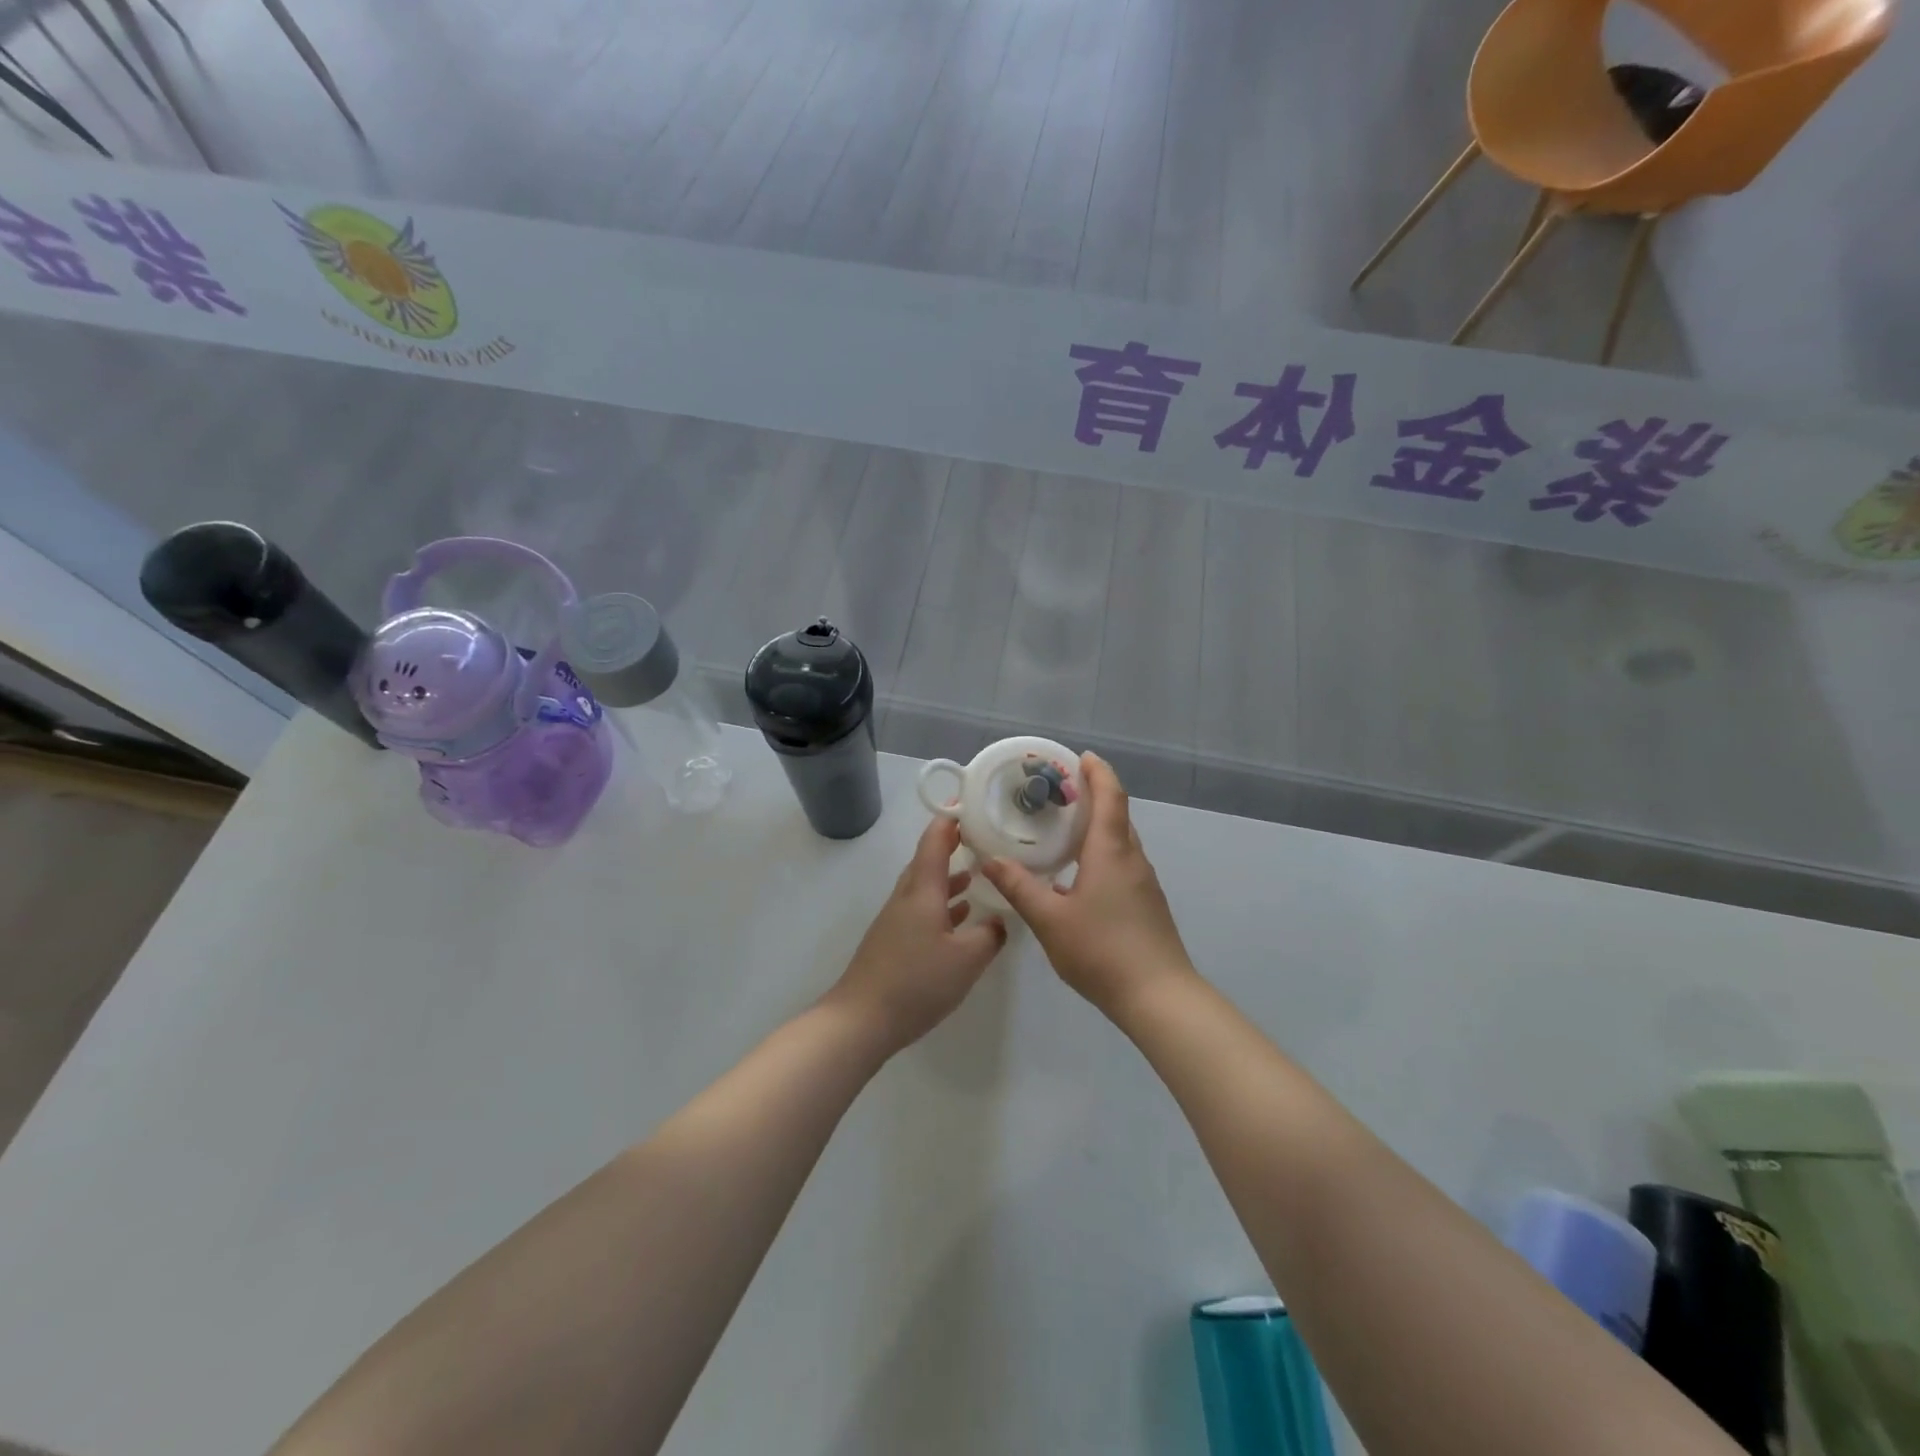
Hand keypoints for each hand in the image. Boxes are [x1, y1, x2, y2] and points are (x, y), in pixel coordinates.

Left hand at [825, 816, 1006, 1052]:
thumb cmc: (916, 982)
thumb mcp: (967, 959)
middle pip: (928, 860)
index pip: (935, 840)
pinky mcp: (894, 942)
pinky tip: (960, 919)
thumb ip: (989, 935)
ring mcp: (896, 920)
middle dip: (954, 845)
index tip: (972, 804)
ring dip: (950, 877)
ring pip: (926, 887)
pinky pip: (922, 909)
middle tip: (984, 838)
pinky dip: (943, 904)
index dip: (952, 819)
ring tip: (978, 874)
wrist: (860, 1020)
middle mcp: (907, 897)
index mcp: (922, 890)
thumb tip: (998, 921)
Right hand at [980, 753, 1195, 1017]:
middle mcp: (1132, 859)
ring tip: (1064, 828)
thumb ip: (1020, 887)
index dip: (1098, 772)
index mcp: (1111, 852)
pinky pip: (1123, 862)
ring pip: (1121, 841)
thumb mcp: (1050, 920)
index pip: (1110, 796)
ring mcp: (1144, 882)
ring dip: (1098, 825)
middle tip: (1060, 792)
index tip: (1081, 757)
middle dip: (1094, 795)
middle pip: (1117, 815)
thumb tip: (991, 860)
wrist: (1159, 997)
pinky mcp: (1147, 904)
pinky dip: (1102, 851)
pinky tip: (1079, 874)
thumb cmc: (1102, 950)